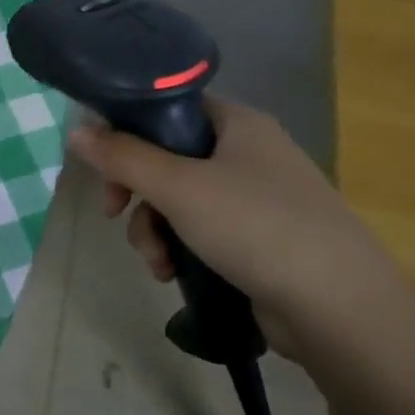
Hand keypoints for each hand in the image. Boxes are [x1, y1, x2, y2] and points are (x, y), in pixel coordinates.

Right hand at [66, 98, 414, 357]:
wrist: (338, 307)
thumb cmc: (256, 227)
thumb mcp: (178, 187)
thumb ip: (123, 157)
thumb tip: (76, 131)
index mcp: (238, 125)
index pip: (169, 108)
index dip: (128, 130)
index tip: (102, 164)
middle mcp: (248, 154)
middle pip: (167, 158)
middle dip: (135, 193)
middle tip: (113, 213)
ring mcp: (256, 199)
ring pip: (178, 201)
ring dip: (152, 230)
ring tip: (156, 261)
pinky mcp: (257, 240)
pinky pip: (199, 232)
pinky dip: (178, 249)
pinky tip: (172, 274)